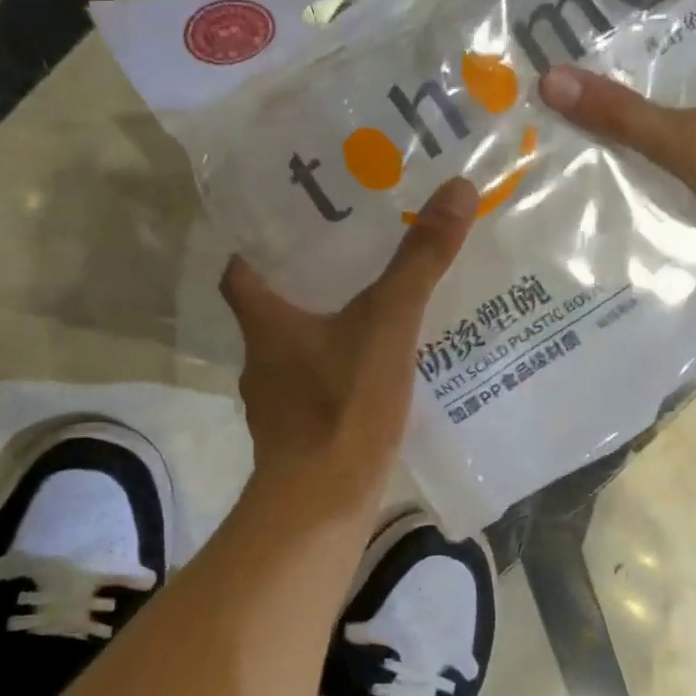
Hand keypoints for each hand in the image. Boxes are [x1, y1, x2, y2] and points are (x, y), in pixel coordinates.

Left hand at [220, 177, 477, 510]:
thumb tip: (455, 189)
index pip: (239, 271)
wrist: (323, 506)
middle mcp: (261, 359)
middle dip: (305, 282)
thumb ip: (419, 262)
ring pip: (297, 349)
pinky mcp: (299, 434)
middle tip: (352, 255)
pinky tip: (380, 369)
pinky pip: (319, 386)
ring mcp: (277, 402)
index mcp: (264, 323)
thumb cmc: (341, 406)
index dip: (256, 247)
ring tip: (374, 307)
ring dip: (327, 328)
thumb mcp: (387, 324)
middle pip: (272, 308)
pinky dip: (341, 371)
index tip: (290, 227)